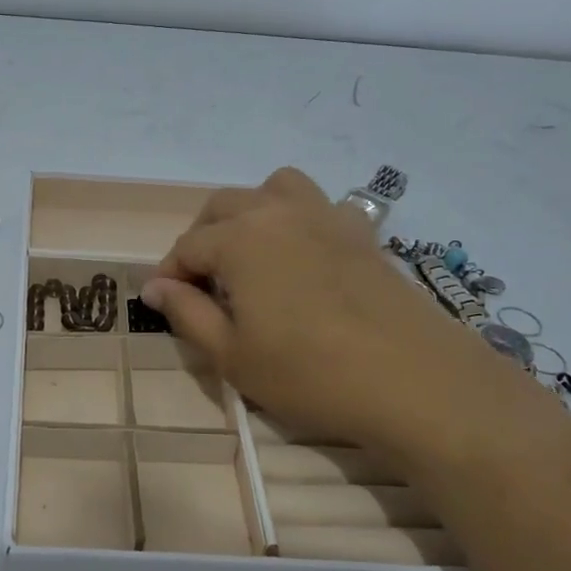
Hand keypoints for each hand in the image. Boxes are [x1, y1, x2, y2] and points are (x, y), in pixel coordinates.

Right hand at [142, 168, 552, 466]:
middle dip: (202, 238)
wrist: (414, 381)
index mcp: (240, 239)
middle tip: (201, 283)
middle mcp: (278, 213)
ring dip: (250, 212)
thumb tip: (156, 286)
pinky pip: (318, 205)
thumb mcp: (232, 355)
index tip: (161, 302)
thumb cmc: (309, 373)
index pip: (187, 246)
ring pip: (273, 189)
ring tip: (249, 254)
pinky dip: (296, 219)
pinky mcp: (361, 233)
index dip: (169, 274)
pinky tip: (302, 259)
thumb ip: (187, 313)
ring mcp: (326, 217)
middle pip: (223, 207)